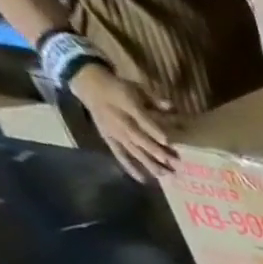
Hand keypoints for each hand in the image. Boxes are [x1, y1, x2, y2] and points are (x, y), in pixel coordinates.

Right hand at [70, 64, 177, 181]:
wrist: (86, 83)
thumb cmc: (117, 87)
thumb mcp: (135, 88)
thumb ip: (154, 100)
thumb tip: (173, 107)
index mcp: (125, 105)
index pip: (141, 119)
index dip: (154, 130)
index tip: (168, 141)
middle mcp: (119, 121)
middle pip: (140, 139)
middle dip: (158, 152)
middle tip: (176, 164)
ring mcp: (113, 132)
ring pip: (133, 150)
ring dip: (150, 164)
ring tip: (167, 176)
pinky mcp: (108, 138)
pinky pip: (119, 154)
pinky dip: (130, 167)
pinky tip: (143, 180)